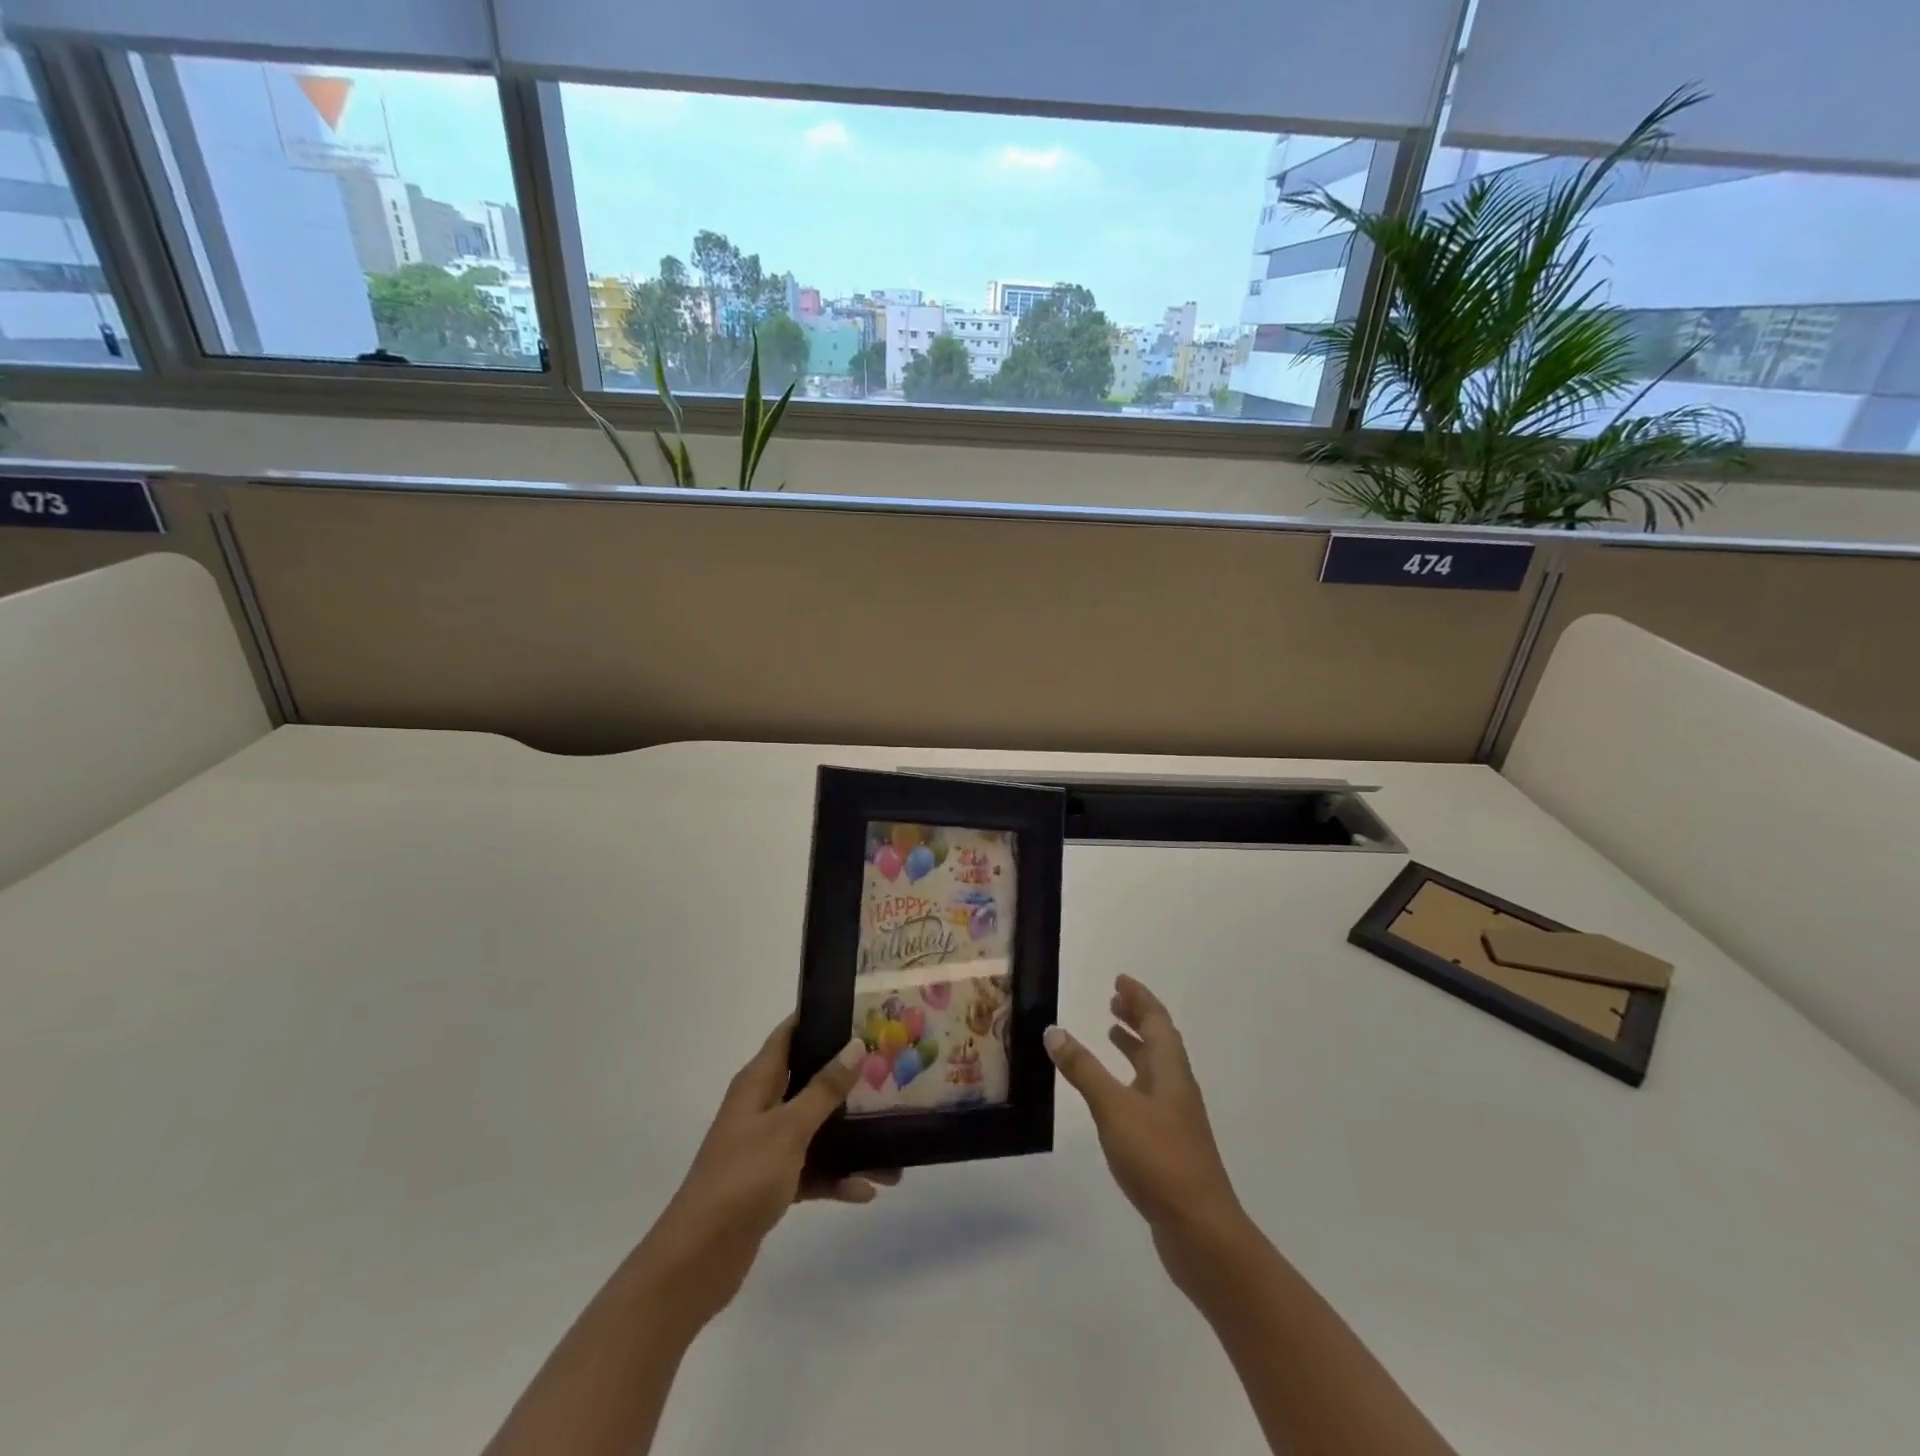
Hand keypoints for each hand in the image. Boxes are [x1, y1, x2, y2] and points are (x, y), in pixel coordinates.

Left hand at [633, 1021, 897, 1331]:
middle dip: (848, 1078)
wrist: (698, 1259)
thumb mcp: (788, 1128)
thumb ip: (824, 1089)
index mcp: (757, 1083)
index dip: (819, 1019)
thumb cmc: (742, 1178)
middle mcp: (761, 1108)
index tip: (861, 1012)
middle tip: (890, 1071)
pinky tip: (867, 1190)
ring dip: (850, 1137)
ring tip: (893, 1146)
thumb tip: (855, 1045)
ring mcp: (766, 1147)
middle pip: (810, 1080)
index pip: (789, 1035)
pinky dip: (837, 1177)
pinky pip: (813, 1169)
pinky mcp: (772, 1184)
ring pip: (816, 1129)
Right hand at [1045, 975, 1248, 1286]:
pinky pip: (1149, 1095)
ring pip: (1155, 1069)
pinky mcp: (1170, 1145)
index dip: (1139, 998)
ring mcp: (1176, 1118)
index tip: (1121, 980)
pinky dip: (1131, 1080)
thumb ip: (1084, 1070)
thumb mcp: (1114, 1108)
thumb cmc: (1158, 1159)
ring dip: (1135, 1047)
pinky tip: (1115, 1095)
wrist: (1200, 1230)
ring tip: (1111, 1036)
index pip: (1157, 1021)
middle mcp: (1177, 1087)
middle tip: (1113, 1001)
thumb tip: (1054, 1031)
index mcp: (1170, 1070)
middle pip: (1160, 1041)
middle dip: (1137, 1018)